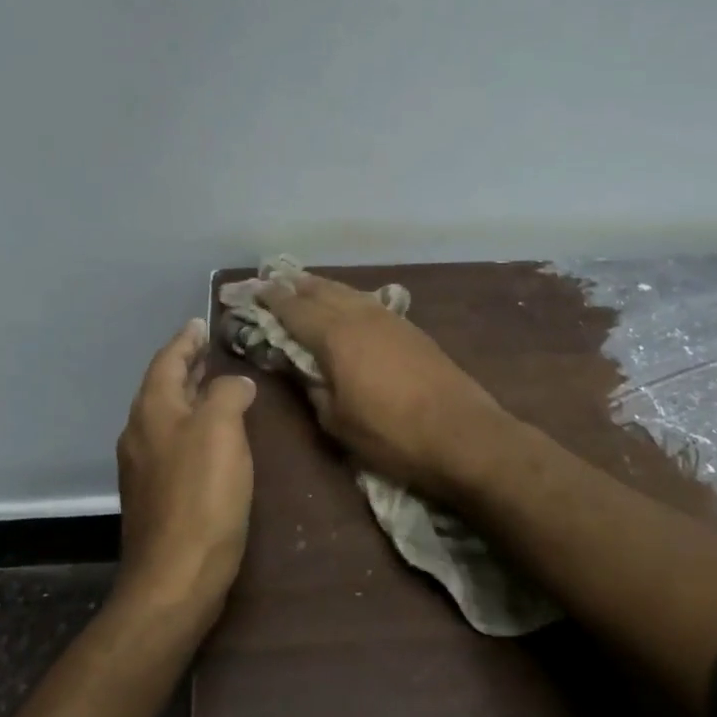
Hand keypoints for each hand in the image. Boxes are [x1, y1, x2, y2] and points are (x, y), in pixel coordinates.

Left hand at [114, 319, 257, 615]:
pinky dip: (191, 425)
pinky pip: (171, 443)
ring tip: (215, 386)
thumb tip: (234, 383)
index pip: (167, 361)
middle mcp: (140, 433)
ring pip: (166, 416)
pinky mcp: (154, 494)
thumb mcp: (222, 431)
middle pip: (162, 387)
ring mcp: (143, 466)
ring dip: (189, 396)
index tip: (200, 323)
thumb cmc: (201, 495)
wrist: (175, 577)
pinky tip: (212, 437)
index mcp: (152, 411)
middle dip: (186, 366)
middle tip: (210, 351)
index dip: (185, 340)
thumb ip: (228, 395)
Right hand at [252, 271, 506, 493]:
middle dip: (295, 286)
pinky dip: (348, 297)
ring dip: (323, 287)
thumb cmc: (391, 434)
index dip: (272, 300)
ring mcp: (389, 318)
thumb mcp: (338, 421)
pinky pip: (368, 301)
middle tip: (274, 281)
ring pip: (348, 291)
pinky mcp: (411, 328)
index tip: (254, 292)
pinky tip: (347, 303)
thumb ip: (313, 388)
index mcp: (335, 336)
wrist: (462, 434)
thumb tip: (302, 368)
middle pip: (321, 291)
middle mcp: (360, 316)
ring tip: (305, 285)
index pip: (294, 310)